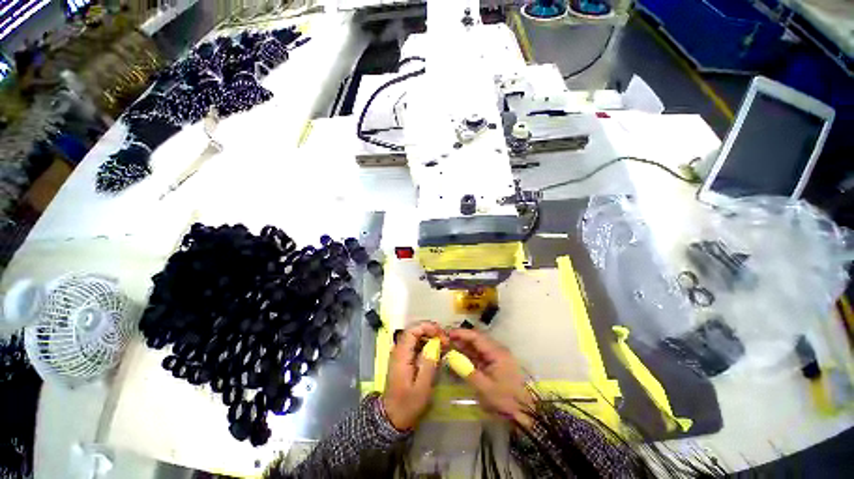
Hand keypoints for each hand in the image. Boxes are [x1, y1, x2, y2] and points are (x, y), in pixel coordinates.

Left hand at [382, 322, 447, 430]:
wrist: (392, 417)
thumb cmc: (407, 404)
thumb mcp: (421, 388)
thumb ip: (428, 365)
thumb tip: (435, 345)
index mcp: (401, 355)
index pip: (412, 330)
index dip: (427, 327)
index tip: (441, 334)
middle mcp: (399, 350)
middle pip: (414, 331)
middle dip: (431, 331)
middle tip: (445, 340)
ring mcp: (401, 354)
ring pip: (415, 337)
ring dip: (430, 337)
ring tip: (443, 345)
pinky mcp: (404, 359)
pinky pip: (415, 345)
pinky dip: (427, 344)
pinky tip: (437, 351)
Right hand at [448, 328, 534, 428]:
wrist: (525, 413)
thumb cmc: (505, 400)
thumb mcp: (484, 388)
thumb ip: (466, 371)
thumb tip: (450, 357)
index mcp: (496, 352)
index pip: (476, 337)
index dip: (461, 334)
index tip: (447, 334)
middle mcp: (497, 350)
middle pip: (476, 339)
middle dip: (461, 338)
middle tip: (445, 340)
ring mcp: (497, 356)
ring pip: (477, 346)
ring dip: (464, 346)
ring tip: (449, 346)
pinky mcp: (496, 363)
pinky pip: (480, 354)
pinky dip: (469, 354)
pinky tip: (459, 356)